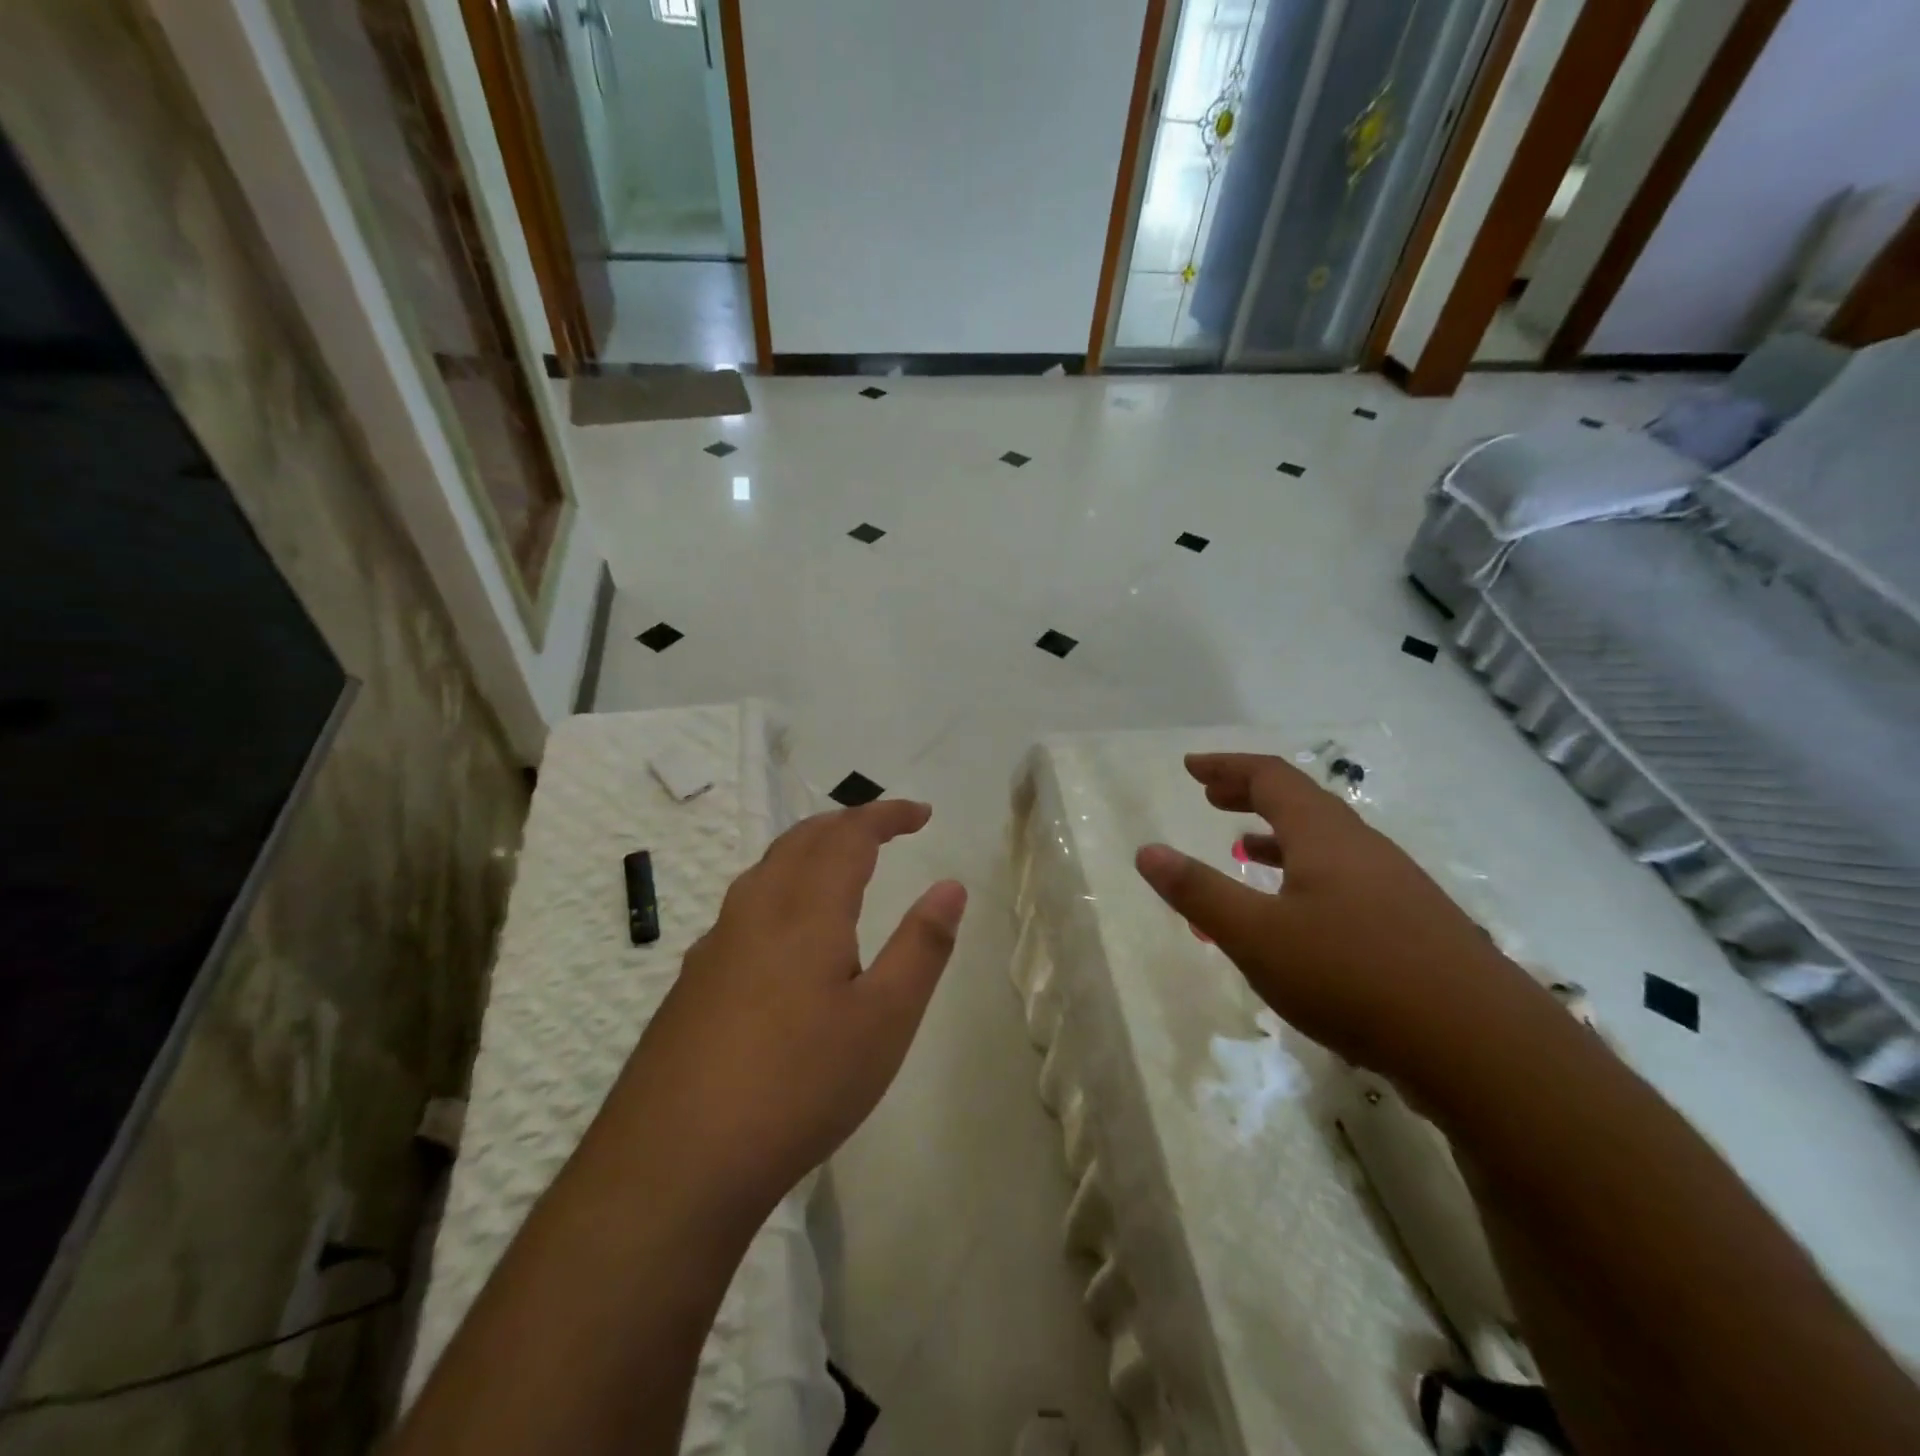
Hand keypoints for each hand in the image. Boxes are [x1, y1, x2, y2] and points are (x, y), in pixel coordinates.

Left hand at [609, 800, 966, 1225]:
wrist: (675, 1162)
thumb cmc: (799, 1085)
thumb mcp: (884, 1021)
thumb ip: (921, 947)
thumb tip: (950, 886)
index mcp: (805, 909)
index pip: (849, 835)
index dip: (887, 815)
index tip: (922, 814)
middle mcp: (755, 910)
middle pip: (801, 839)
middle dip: (847, 823)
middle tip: (886, 829)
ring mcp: (716, 944)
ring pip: (767, 869)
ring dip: (810, 850)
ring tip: (841, 865)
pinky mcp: (693, 981)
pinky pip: (745, 906)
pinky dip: (782, 887)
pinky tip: (786, 932)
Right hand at [1135, 753, 1557, 1099]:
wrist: (1483, 1049)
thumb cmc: (1354, 977)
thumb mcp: (1258, 937)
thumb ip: (1199, 892)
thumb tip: (1147, 851)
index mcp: (1325, 836)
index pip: (1271, 777)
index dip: (1228, 767)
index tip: (1191, 768)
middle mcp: (1363, 849)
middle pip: (1301, 803)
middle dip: (1251, 794)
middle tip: (1212, 797)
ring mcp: (1395, 887)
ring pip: (1327, 844)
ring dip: (1279, 836)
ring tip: (1244, 848)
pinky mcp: (1413, 927)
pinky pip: (1345, 879)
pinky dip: (1306, 875)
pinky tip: (1299, 914)